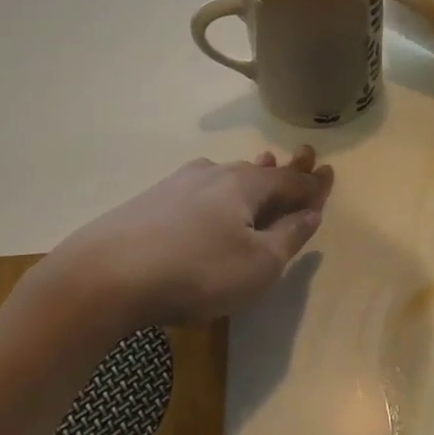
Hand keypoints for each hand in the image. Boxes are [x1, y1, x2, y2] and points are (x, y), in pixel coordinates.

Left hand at [23, 146, 334, 338]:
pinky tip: (209, 194)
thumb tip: (312, 212)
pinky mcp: (149, 202)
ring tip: (262, 165)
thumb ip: (289, 237)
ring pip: (225, 175)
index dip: (313, 183)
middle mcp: (214, 175)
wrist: (104, 277)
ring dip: (249, 174)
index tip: (329, 173)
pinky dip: (218, 189)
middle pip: (258, 171)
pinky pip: (199, 188)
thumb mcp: (258, 265)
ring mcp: (177, 185)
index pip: (290, 181)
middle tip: (303, 157)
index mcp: (246, 186)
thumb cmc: (197, 272)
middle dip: (283, 169)